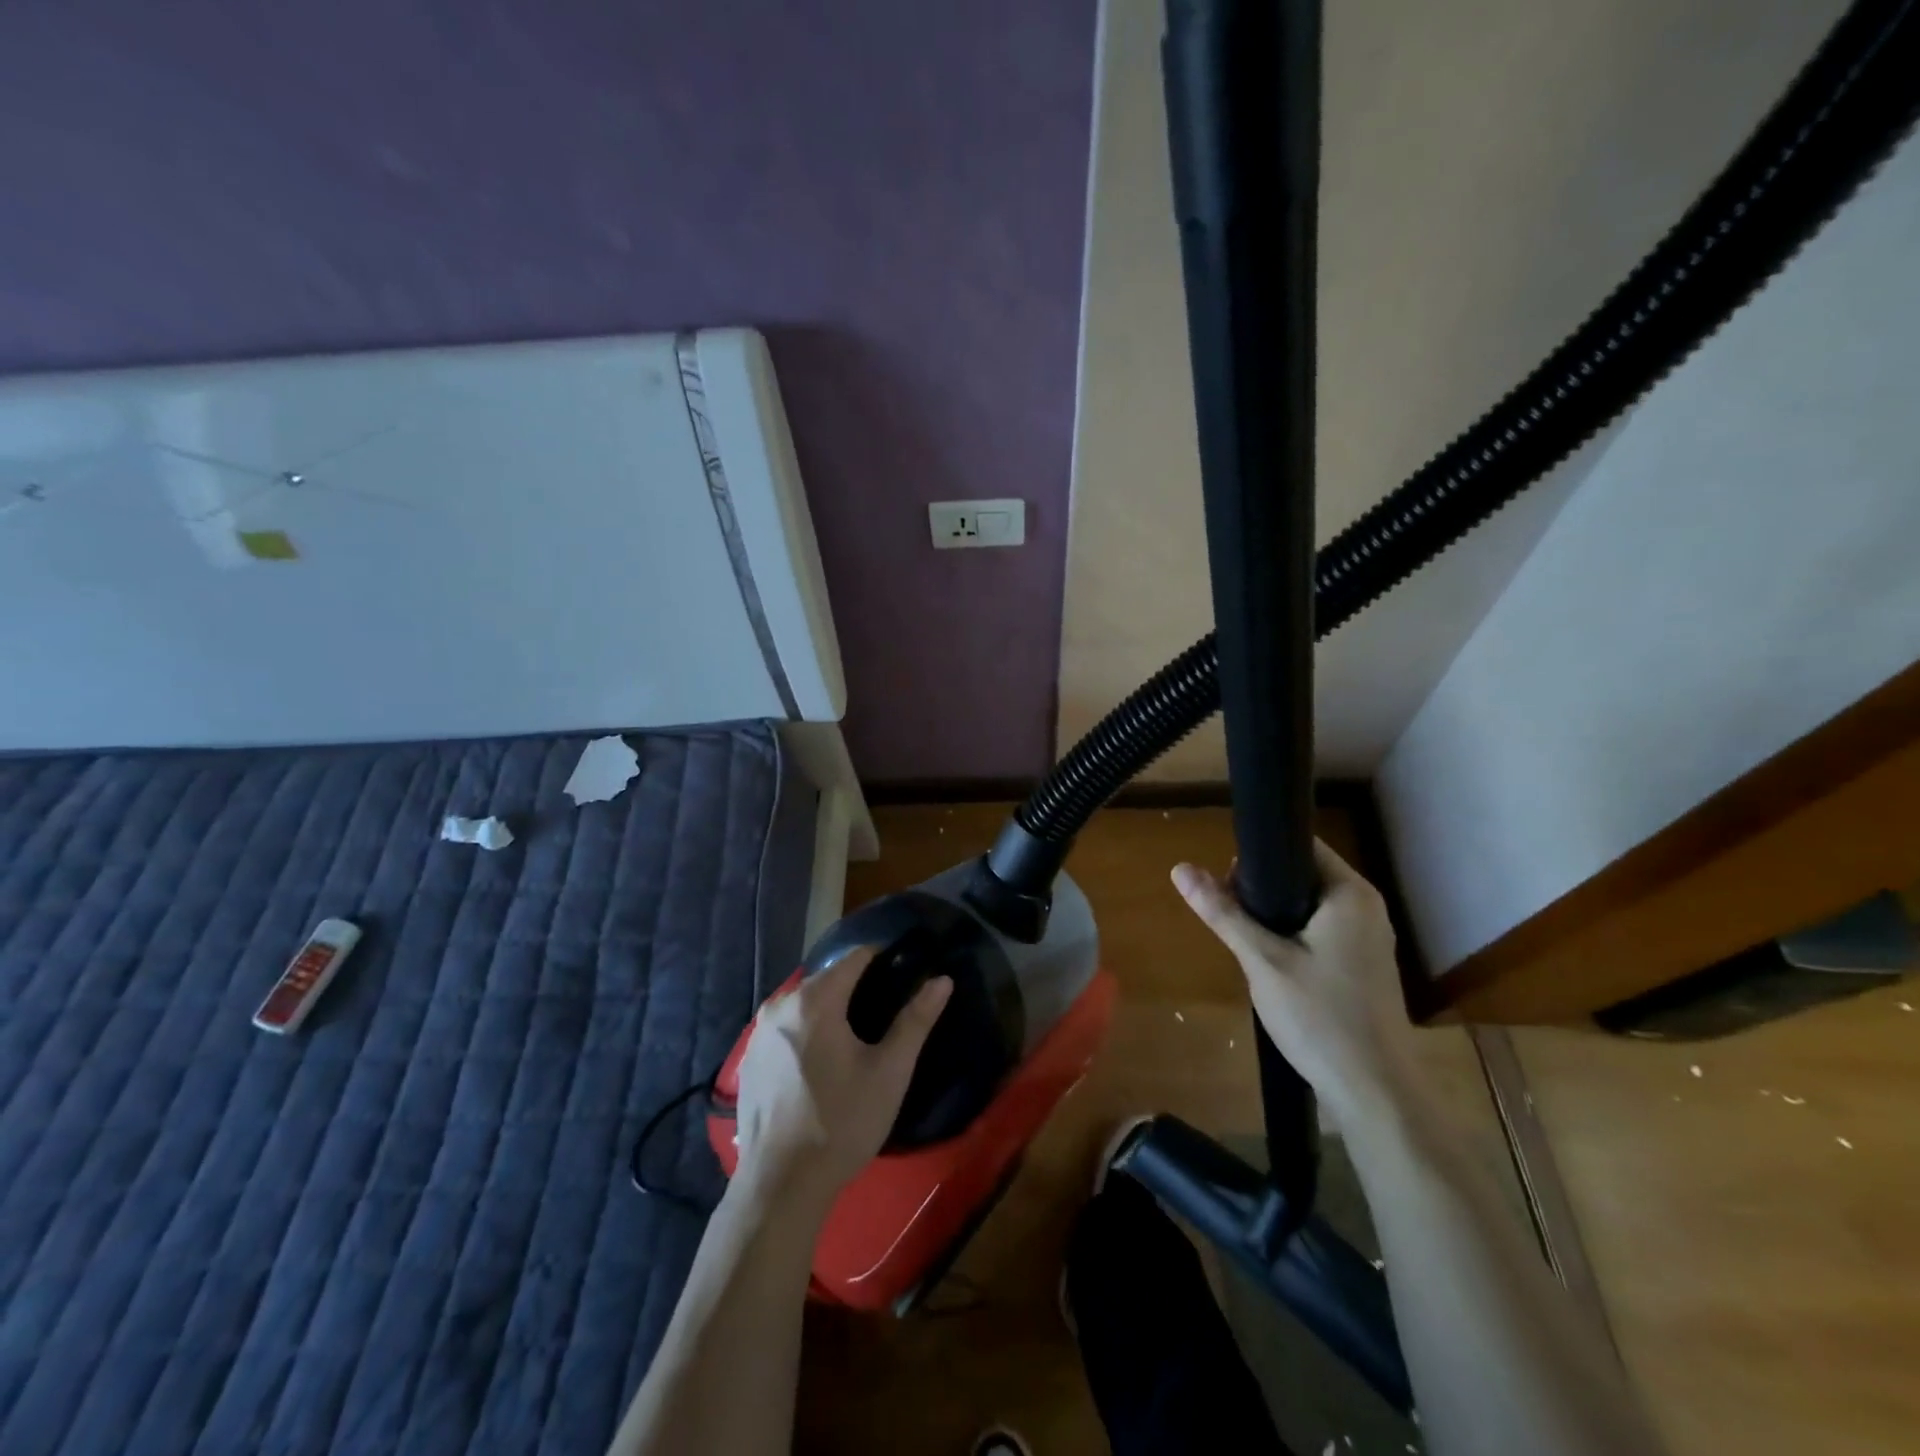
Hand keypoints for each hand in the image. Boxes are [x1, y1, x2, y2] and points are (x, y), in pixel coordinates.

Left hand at [731, 948, 951, 1212]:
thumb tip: (942, 979)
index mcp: (815, 1000)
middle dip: (857, 986)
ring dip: (831, 1009)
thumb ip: (916, 1020)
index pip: (855, 958)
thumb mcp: (890, 1071)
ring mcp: (759, 1032)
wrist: (781, 1185)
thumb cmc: (842, 1122)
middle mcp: (781, 1005)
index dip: (883, 959)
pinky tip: (823, 1061)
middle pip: (828, 979)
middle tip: (886, 1011)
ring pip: (805, 1003)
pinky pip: (787, 1027)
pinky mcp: (749, 1058)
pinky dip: (808, 1030)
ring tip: (858, 1036)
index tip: (904, 974)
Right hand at [1173, 840, 1419, 1131]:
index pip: (1300, 846)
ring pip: (1308, 907)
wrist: (1374, 1092)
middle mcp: (1366, 907)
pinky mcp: (1363, 965)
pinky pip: (1320, 931)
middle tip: (1231, 917)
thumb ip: (1223, 912)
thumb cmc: (1320, 1017)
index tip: (1225, 881)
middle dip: (1261, 891)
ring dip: (1274, 917)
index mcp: (1350, 894)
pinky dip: (1292, 937)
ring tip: (1246, 942)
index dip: (1258, 855)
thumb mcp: (1262, 961)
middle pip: (1302, 876)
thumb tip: (1180, 868)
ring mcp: (1368, 938)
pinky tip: (1271, 964)